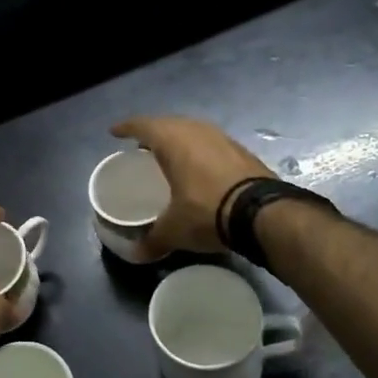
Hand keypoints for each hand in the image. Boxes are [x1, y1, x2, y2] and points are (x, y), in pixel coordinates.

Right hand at [110, 116, 272, 260]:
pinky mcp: (241, 150)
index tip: (114, 132)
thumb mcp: (174, 230)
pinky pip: (211, 143)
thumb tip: (136, 254)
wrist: (262, 213)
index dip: (126, 128)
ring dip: (178, 139)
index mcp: (172, 140)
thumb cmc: (206, 211)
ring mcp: (222, 138)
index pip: (142, 125)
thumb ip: (153, 240)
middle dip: (152, 132)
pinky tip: (199, 167)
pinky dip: (199, 150)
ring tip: (169, 155)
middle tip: (141, 146)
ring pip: (192, 131)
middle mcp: (195, 130)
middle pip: (168, 123)